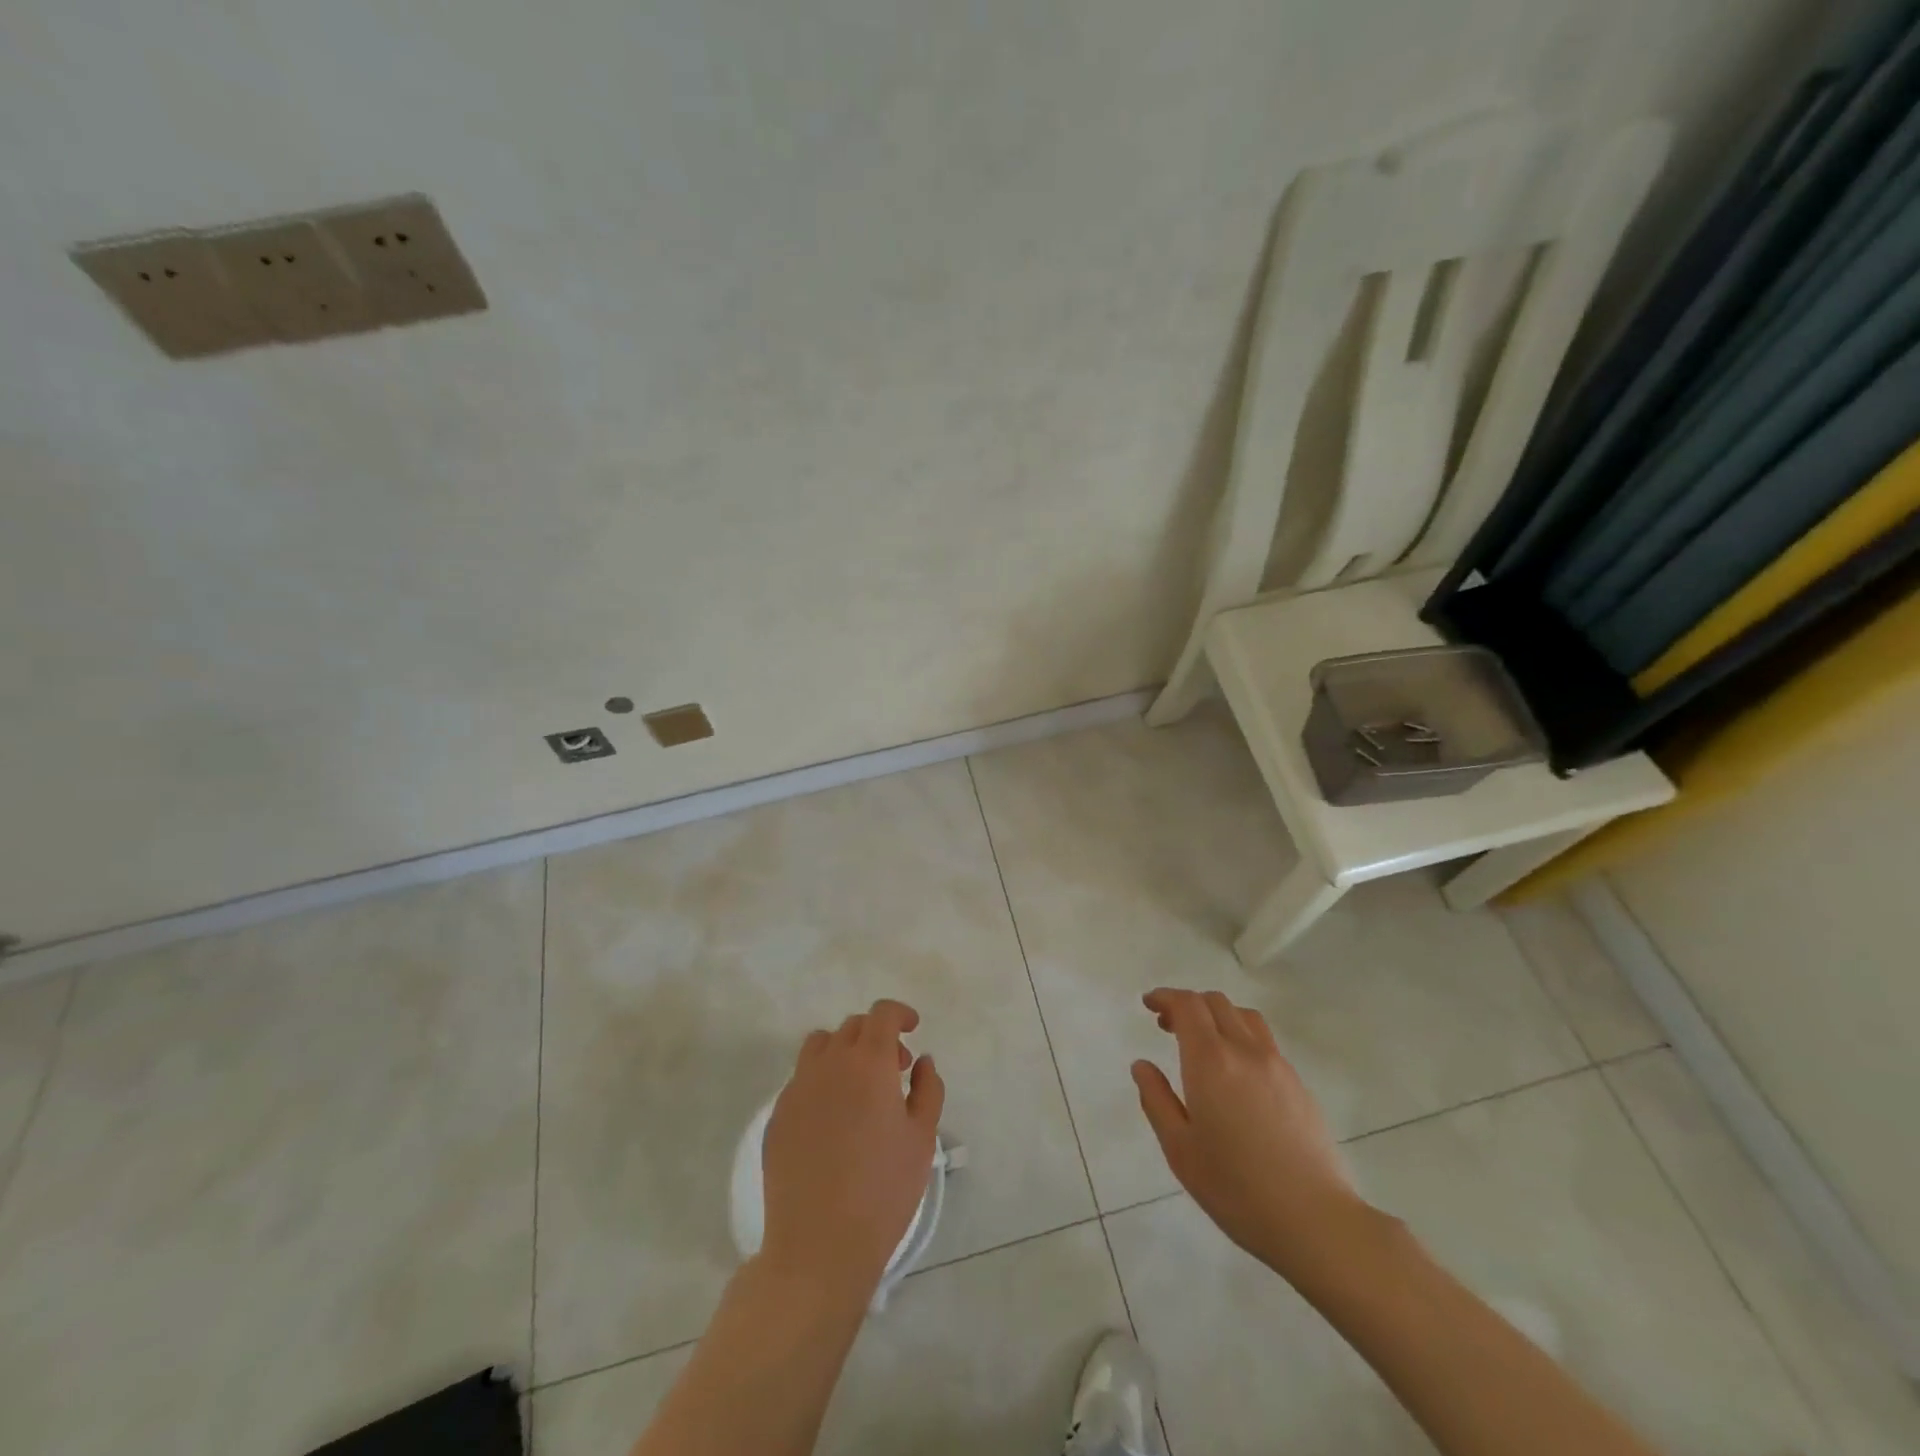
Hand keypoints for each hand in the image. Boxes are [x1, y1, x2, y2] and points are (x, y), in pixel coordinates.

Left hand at [760, 999, 945, 1300]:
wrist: (818, 1245)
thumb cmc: (883, 1191)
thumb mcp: (922, 1139)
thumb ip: (928, 1090)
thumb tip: (922, 1061)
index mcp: (868, 1063)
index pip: (882, 1014)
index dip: (899, 1013)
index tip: (912, 1028)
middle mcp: (829, 1064)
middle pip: (852, 1026)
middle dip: (877, 1036)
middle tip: (895, 1068)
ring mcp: (797, 1088)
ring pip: (821, 1045)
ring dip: (844, 1051)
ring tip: (859, 1086)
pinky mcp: (777, 1115)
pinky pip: (801, 1078)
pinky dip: (821, 1080)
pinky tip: (833, 1119)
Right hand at [1133, 988, 1368, 1279]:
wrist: (1315, 1221)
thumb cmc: (1236, 1188)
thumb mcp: (1180, 1149)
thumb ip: (1157, 1100)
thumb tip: (1142, 1066)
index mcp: (1211, 1060)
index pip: (1187, 1005)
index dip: (1165, 997)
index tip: (1149, 1004)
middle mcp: (1245, 1050)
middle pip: (1215, 1002)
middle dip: (1188, 1004)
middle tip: (1168, 1026)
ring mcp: (1278, 1065)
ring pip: (1244, 1016)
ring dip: (1217, 1015)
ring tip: (1203, 1043)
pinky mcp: (1299, 1085)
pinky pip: (1264, 1041)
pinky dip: (1241, 1037)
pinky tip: (1236, 1073)